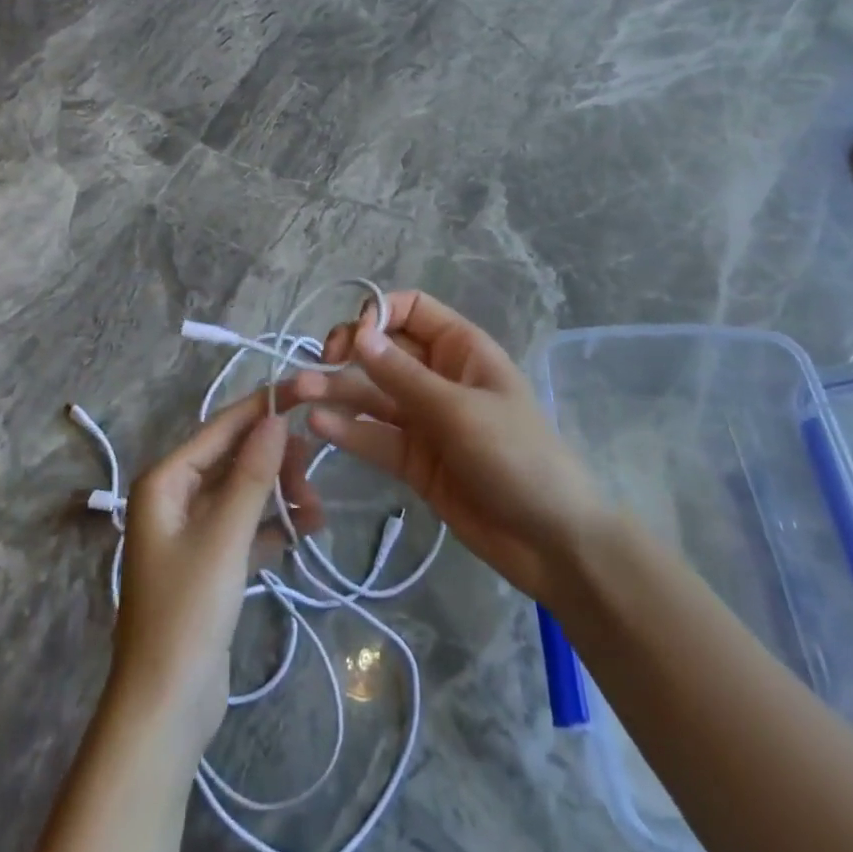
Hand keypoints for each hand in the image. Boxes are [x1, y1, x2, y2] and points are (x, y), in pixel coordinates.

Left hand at [110, 384, 323, 760]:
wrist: (165, 710)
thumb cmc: (188, 612)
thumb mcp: (225, 536)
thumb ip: (252, 474)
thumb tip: (276, 417)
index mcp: (166, 480)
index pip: (221, 427)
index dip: (263, 407)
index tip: (306, 387)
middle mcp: (175, 496)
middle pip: (235, 458)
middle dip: (276, 461)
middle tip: (314, 473)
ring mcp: (193, 531)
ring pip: (245, 492)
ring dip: (281, 493)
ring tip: (317, 509)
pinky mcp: (211, 562)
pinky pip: (248, 526)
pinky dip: (275, 524)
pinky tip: (308, 529)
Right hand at [303, 291, 605, 606]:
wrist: (552, 542)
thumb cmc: (517, 457)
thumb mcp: (460, 411)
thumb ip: (403, 376)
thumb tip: (358, 333)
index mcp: (460, 349)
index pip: (411, 309)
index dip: (379, 313)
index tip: (354, 337)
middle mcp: (437, 377)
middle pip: (384, 351)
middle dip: (349, 352)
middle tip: (320, 364)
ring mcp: (423, 419)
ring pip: (372, 394)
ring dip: (338, 391)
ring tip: (300, 392)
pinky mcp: (413, 460)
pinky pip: (375, 436)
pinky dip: (348, 430)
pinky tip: (319, 424)